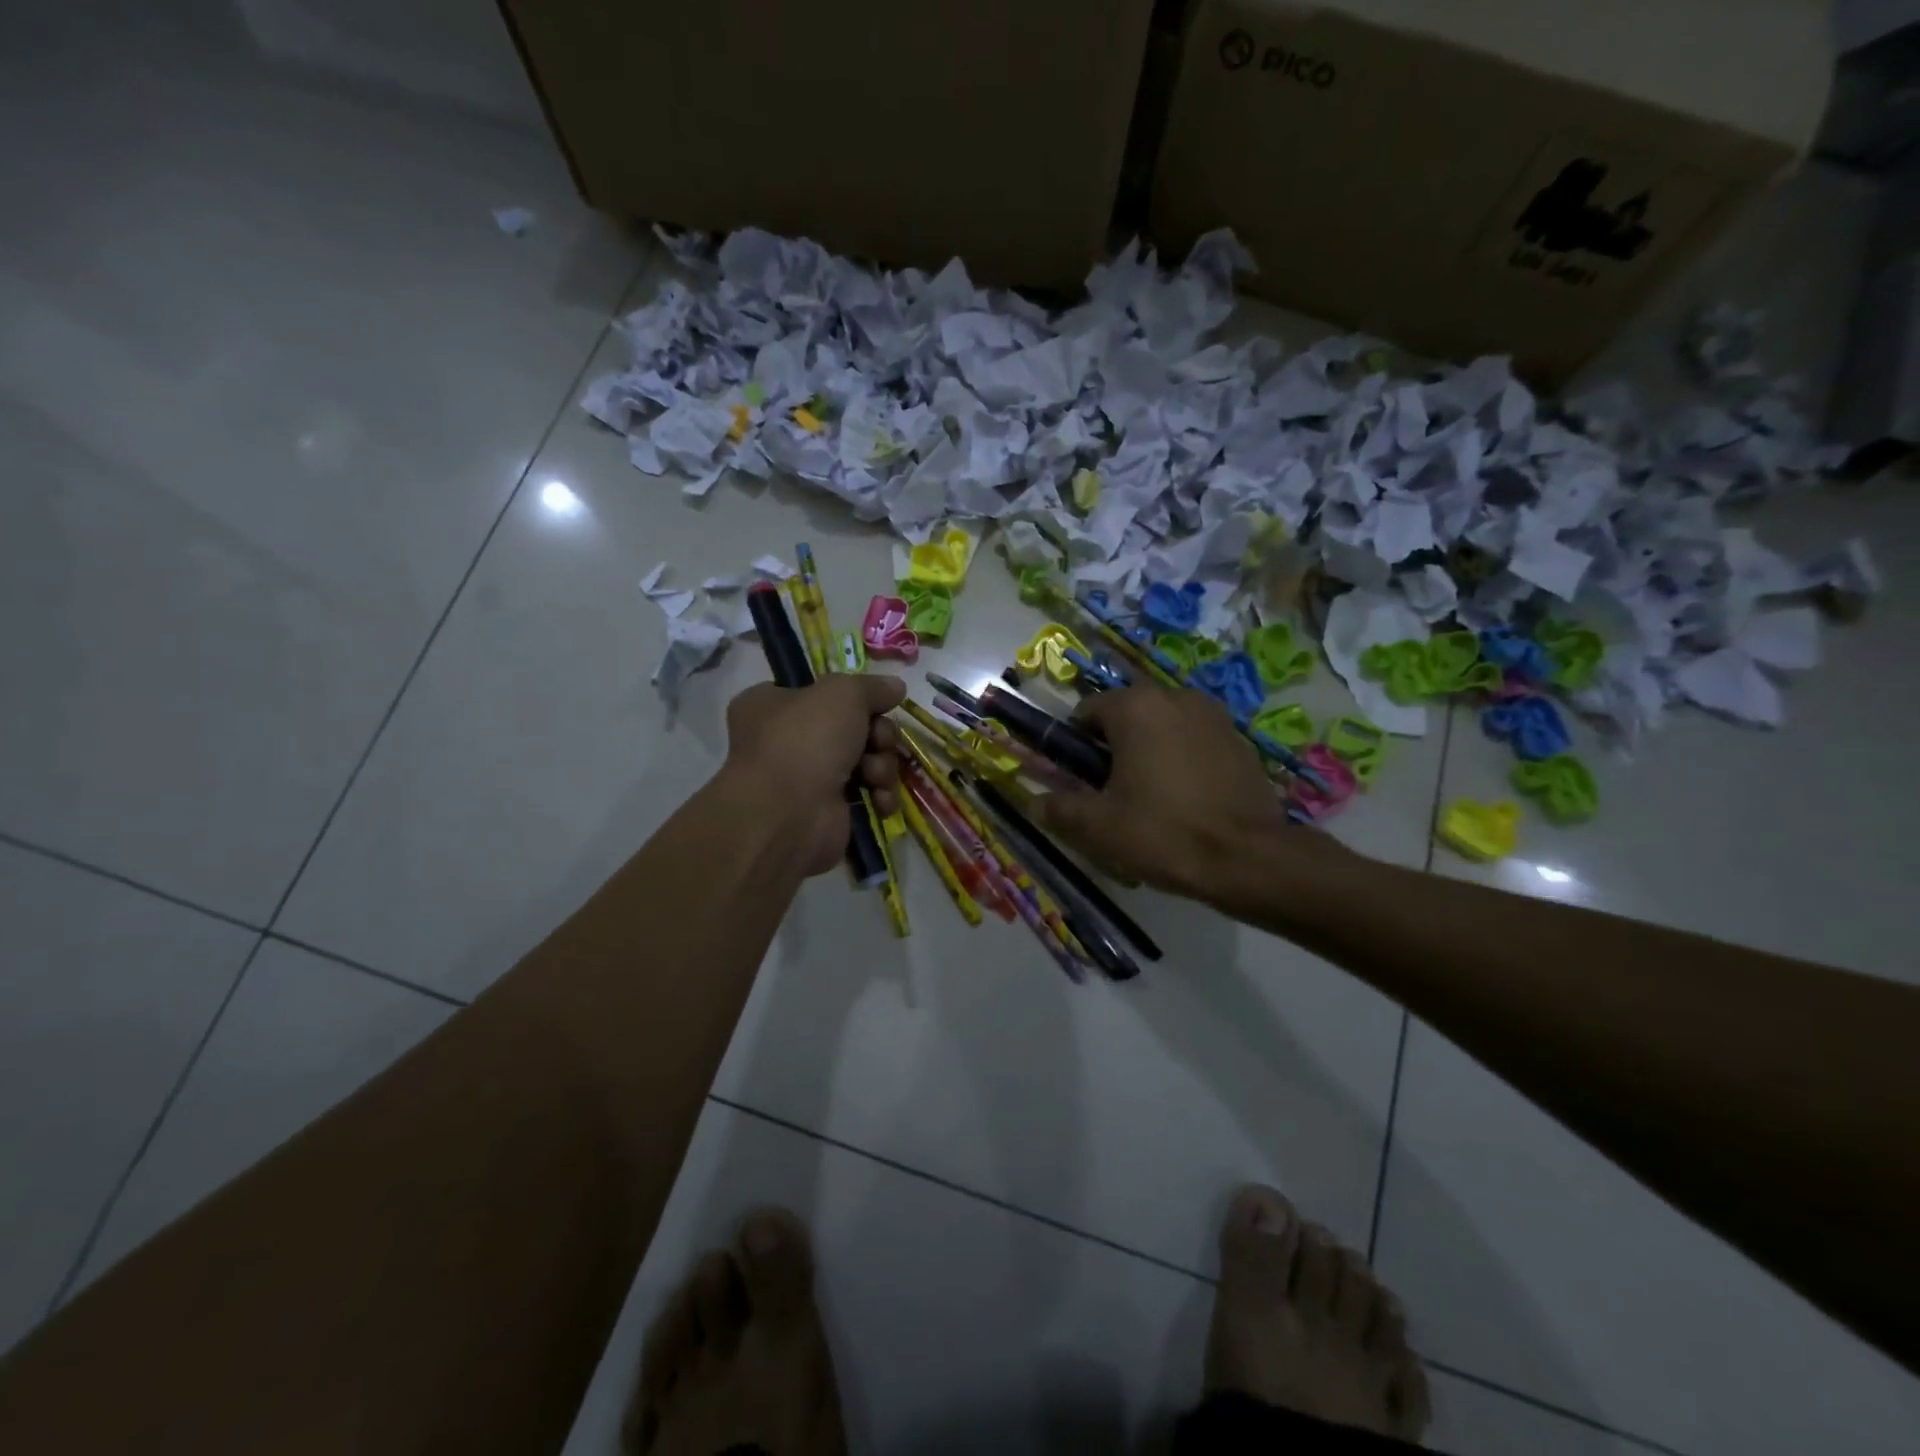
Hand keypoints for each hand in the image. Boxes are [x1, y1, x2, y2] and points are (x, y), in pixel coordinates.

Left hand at [725, 674, 905, 876]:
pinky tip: (879, 800)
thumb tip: (896, 686)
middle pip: (855, 728)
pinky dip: (880, 796)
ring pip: (868, 761)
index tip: (877, 703)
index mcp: (773, 705)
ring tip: (873, 775)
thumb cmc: (805, 739)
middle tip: (879, 741)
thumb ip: (873, 687)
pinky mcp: (831, 812)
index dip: (854, 697)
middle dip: (878, 735)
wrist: (788, 813)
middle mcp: (788, 740)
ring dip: (882, 766)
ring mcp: (809, 779)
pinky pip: (869, 795)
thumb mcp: (843, 693)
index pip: (821, 692)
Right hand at [1037, 685, 1297, 898]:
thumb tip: (1034, 801)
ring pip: (1164, 726)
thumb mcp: (1098, 827)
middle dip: (1114, 746)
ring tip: (1152, 795)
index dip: (1075, 745)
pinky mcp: (1240, 739)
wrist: (1247, 858)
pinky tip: (1187, 797)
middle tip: (1112, 791)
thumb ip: (1058, 808)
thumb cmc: (1163, 833)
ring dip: (1150, 749)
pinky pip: (1195, 740)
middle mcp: (1174, 697)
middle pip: (1128, 715)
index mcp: (1135, 707)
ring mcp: (1213, 715)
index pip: (1087, 711)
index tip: (1079, 779)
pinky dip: (1183, 758)